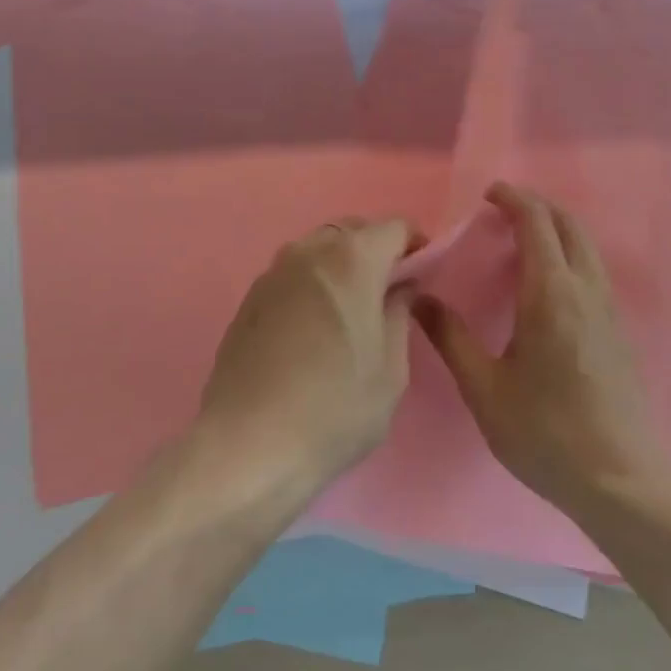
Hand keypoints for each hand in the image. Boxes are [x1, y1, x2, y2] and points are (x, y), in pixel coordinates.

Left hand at [196, 217, 417, 492]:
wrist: (248, 443)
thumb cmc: (334, 409)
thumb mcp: (390, 370)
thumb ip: (399, 315)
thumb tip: (399, 288)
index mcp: (352, 260)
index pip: (394, 228)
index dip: (415, 245)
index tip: (422, 274)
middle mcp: (309, 252)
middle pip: (353, 231)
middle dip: (377, 251)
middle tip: (389, 294)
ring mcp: (273, 272)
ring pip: (319, 250)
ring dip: (341, 266)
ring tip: (350, 311)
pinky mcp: (249, 298)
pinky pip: (293, 274)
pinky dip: (312, 284)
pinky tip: (314, 328)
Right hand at [415, 182, 668, 514]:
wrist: (622, 481)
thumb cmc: (545, 433)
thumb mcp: (484, 388)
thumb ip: (451, 338)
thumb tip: (420, 299)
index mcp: (551, 295)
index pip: (536, 223)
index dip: (513, 199)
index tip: (487, 194)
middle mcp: (586, 291)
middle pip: (569, 225)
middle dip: (537, 206)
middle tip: (501, 210)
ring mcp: (609, 310)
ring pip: (586, 247)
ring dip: (555, 229)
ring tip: (519, 241)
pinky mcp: (619, 331)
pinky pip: (592, 271)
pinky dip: (568, 254)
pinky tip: (545, 285)